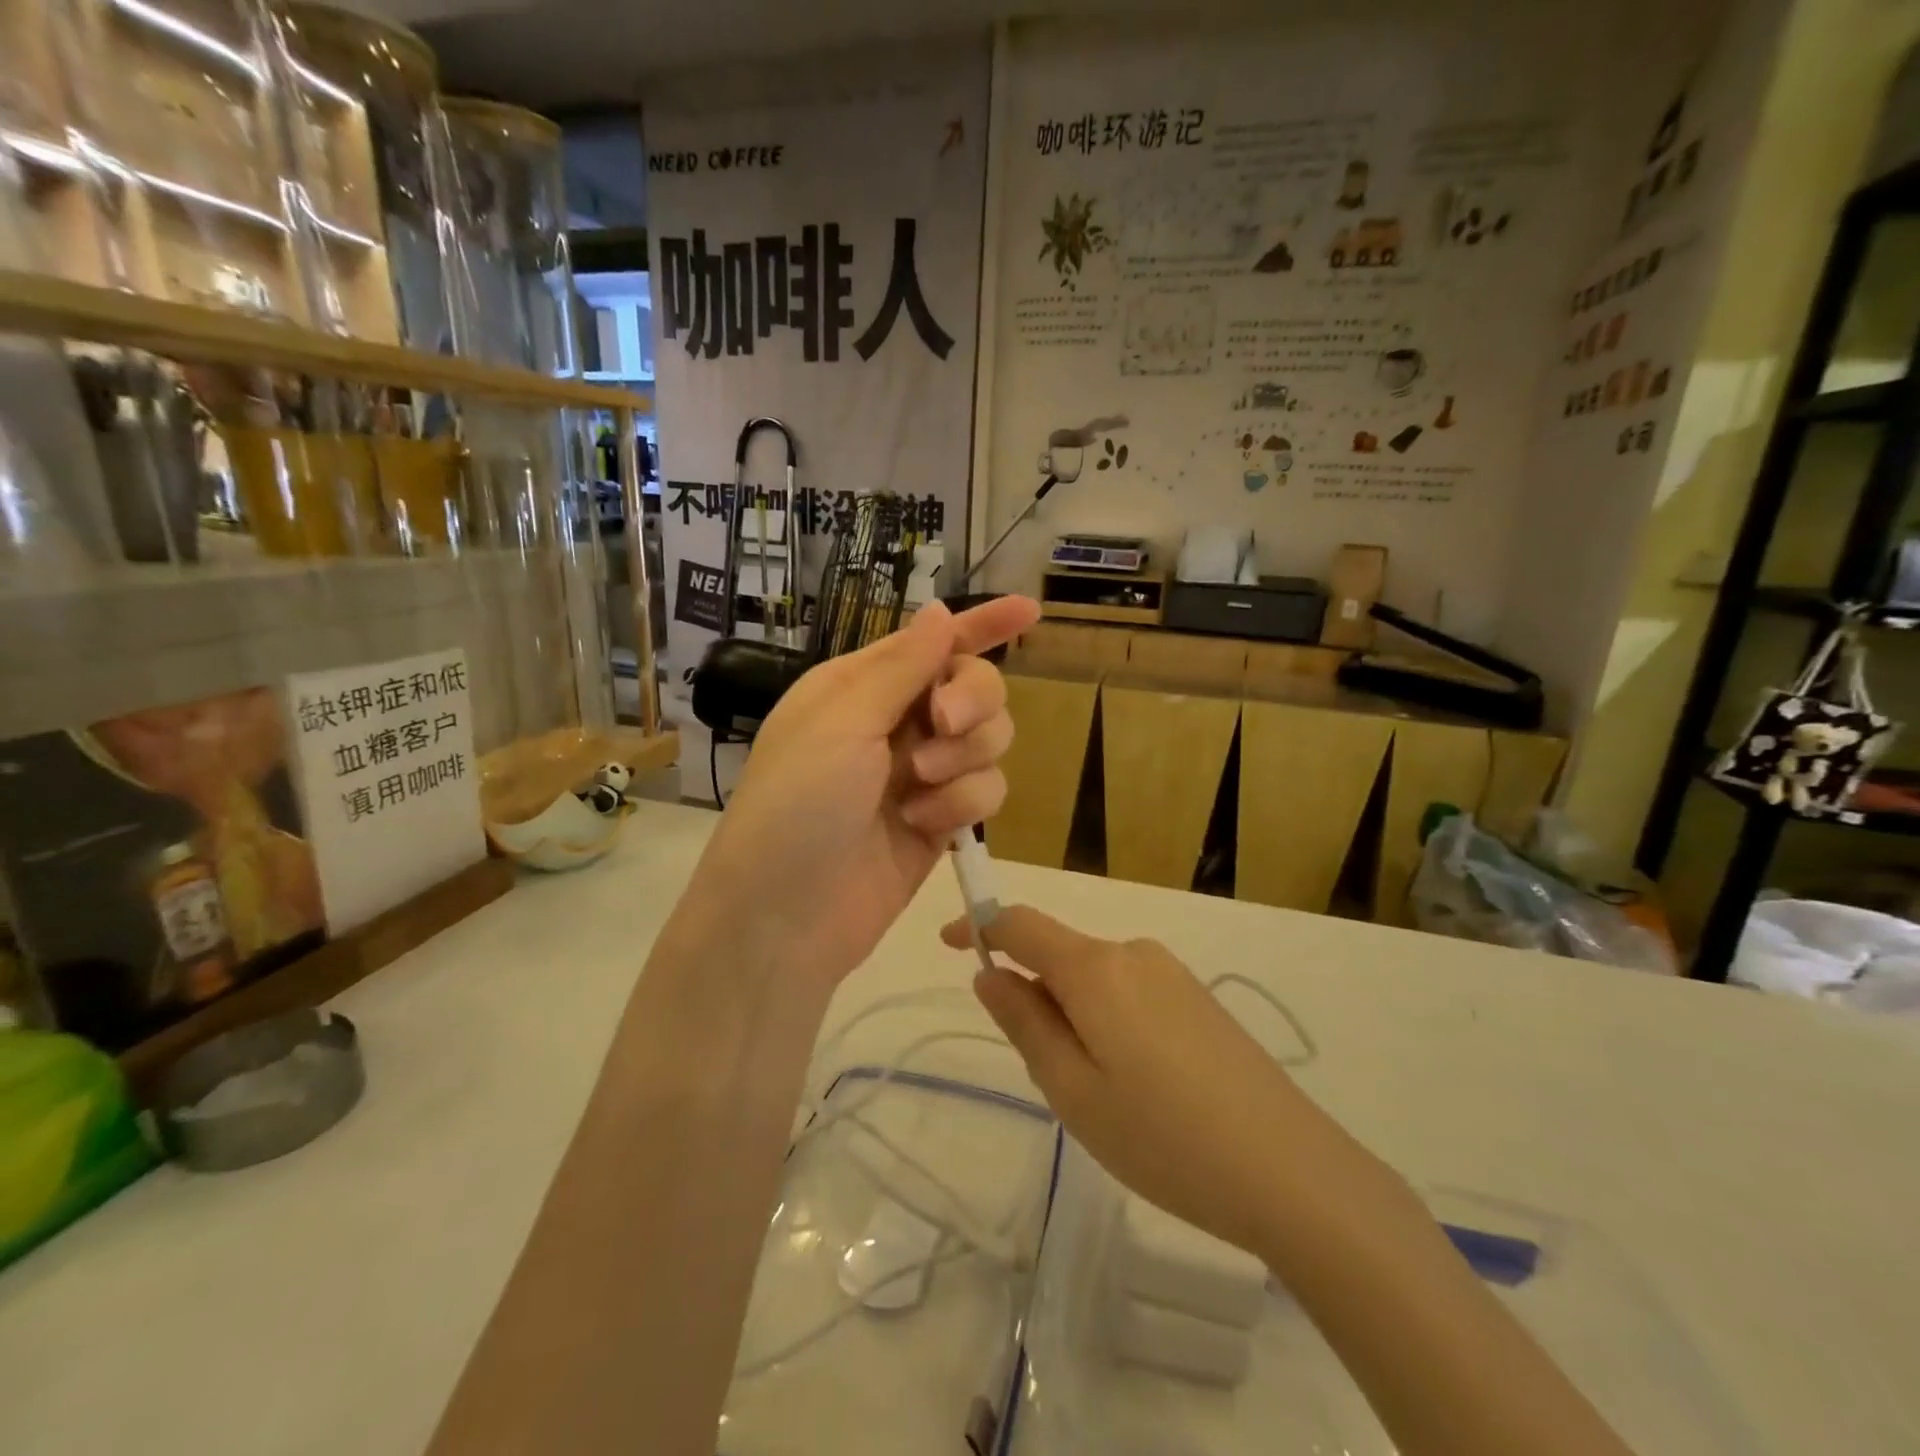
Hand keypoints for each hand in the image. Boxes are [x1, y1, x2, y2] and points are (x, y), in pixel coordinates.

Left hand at [689, 596, 1039, 989]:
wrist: (785, 914)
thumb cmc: (797, 803)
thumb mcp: (842, 722)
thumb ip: (901, 667)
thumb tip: (941, 610)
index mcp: (863, 686)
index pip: (934, 643)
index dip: (983, 625)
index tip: (1029, 611)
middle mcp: (896, 723)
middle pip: (976, 687)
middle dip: (972, 702)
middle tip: (943, 724)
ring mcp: (922, 774)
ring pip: (990, 740)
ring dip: (963, 759)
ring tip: (918, 789)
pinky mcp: (942, 821)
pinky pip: (986, 791)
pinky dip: (961, 805)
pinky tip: (923, 826)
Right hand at [942, 906, 1301, 1255]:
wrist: (1290, 1170)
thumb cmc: (1163, 1137)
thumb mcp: (1072, 1091)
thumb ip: (1025, 1023)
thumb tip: (990, 974)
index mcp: (1095, 968)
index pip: (1021, 924)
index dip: (980, 926)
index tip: (949, 943)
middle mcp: (1133, 953)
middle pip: (1060, 956)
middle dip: (1037, 998)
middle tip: (1049, 1079)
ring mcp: (1171, 973)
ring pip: (1096, 980)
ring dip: (1076, 1018)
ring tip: (1103, 1098)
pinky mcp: (1198, 998)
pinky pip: (1130, 994)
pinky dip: (1110, 1023)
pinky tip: (1142, 1090)